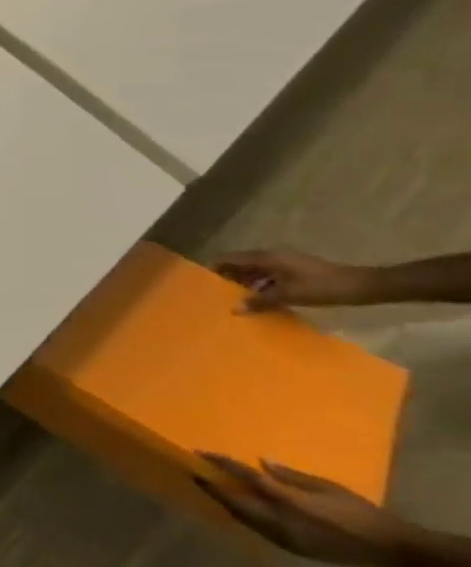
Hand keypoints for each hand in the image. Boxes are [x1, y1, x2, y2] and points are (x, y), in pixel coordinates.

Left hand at [194, 455, 410, 566]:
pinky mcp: (290, 549)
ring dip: (224, 501)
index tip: (199, 453)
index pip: (246, 479)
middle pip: (235, 502)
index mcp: (289, 504)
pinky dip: (242, 513)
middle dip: (211, 487)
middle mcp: (280, 523)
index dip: (221, 465)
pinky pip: (256, 528)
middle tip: (194, 471)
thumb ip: (290, 476)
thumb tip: (260, 462)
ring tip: (209, 484)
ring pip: (242, 517)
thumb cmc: (360, 512)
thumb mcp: (326, 487)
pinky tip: (237, 504)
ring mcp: (283, 539)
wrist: (395, 551)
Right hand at [215, 248, 375, 311]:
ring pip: (254, 271)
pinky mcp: (295, 272)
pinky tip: (260, 300)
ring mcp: (285, 263)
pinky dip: (260, 286)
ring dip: (244, 283)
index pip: (229, 258)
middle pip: (240, 264)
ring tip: (235, 299)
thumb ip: (260, 301)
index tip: (201, 280)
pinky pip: (268, 276)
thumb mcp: (289, 295)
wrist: (365, 286)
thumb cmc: (323, 287)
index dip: (214, 267)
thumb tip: (234, 309)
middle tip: (217, 293)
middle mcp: (272, 257)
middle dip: (228, 277)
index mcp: (266, 258)